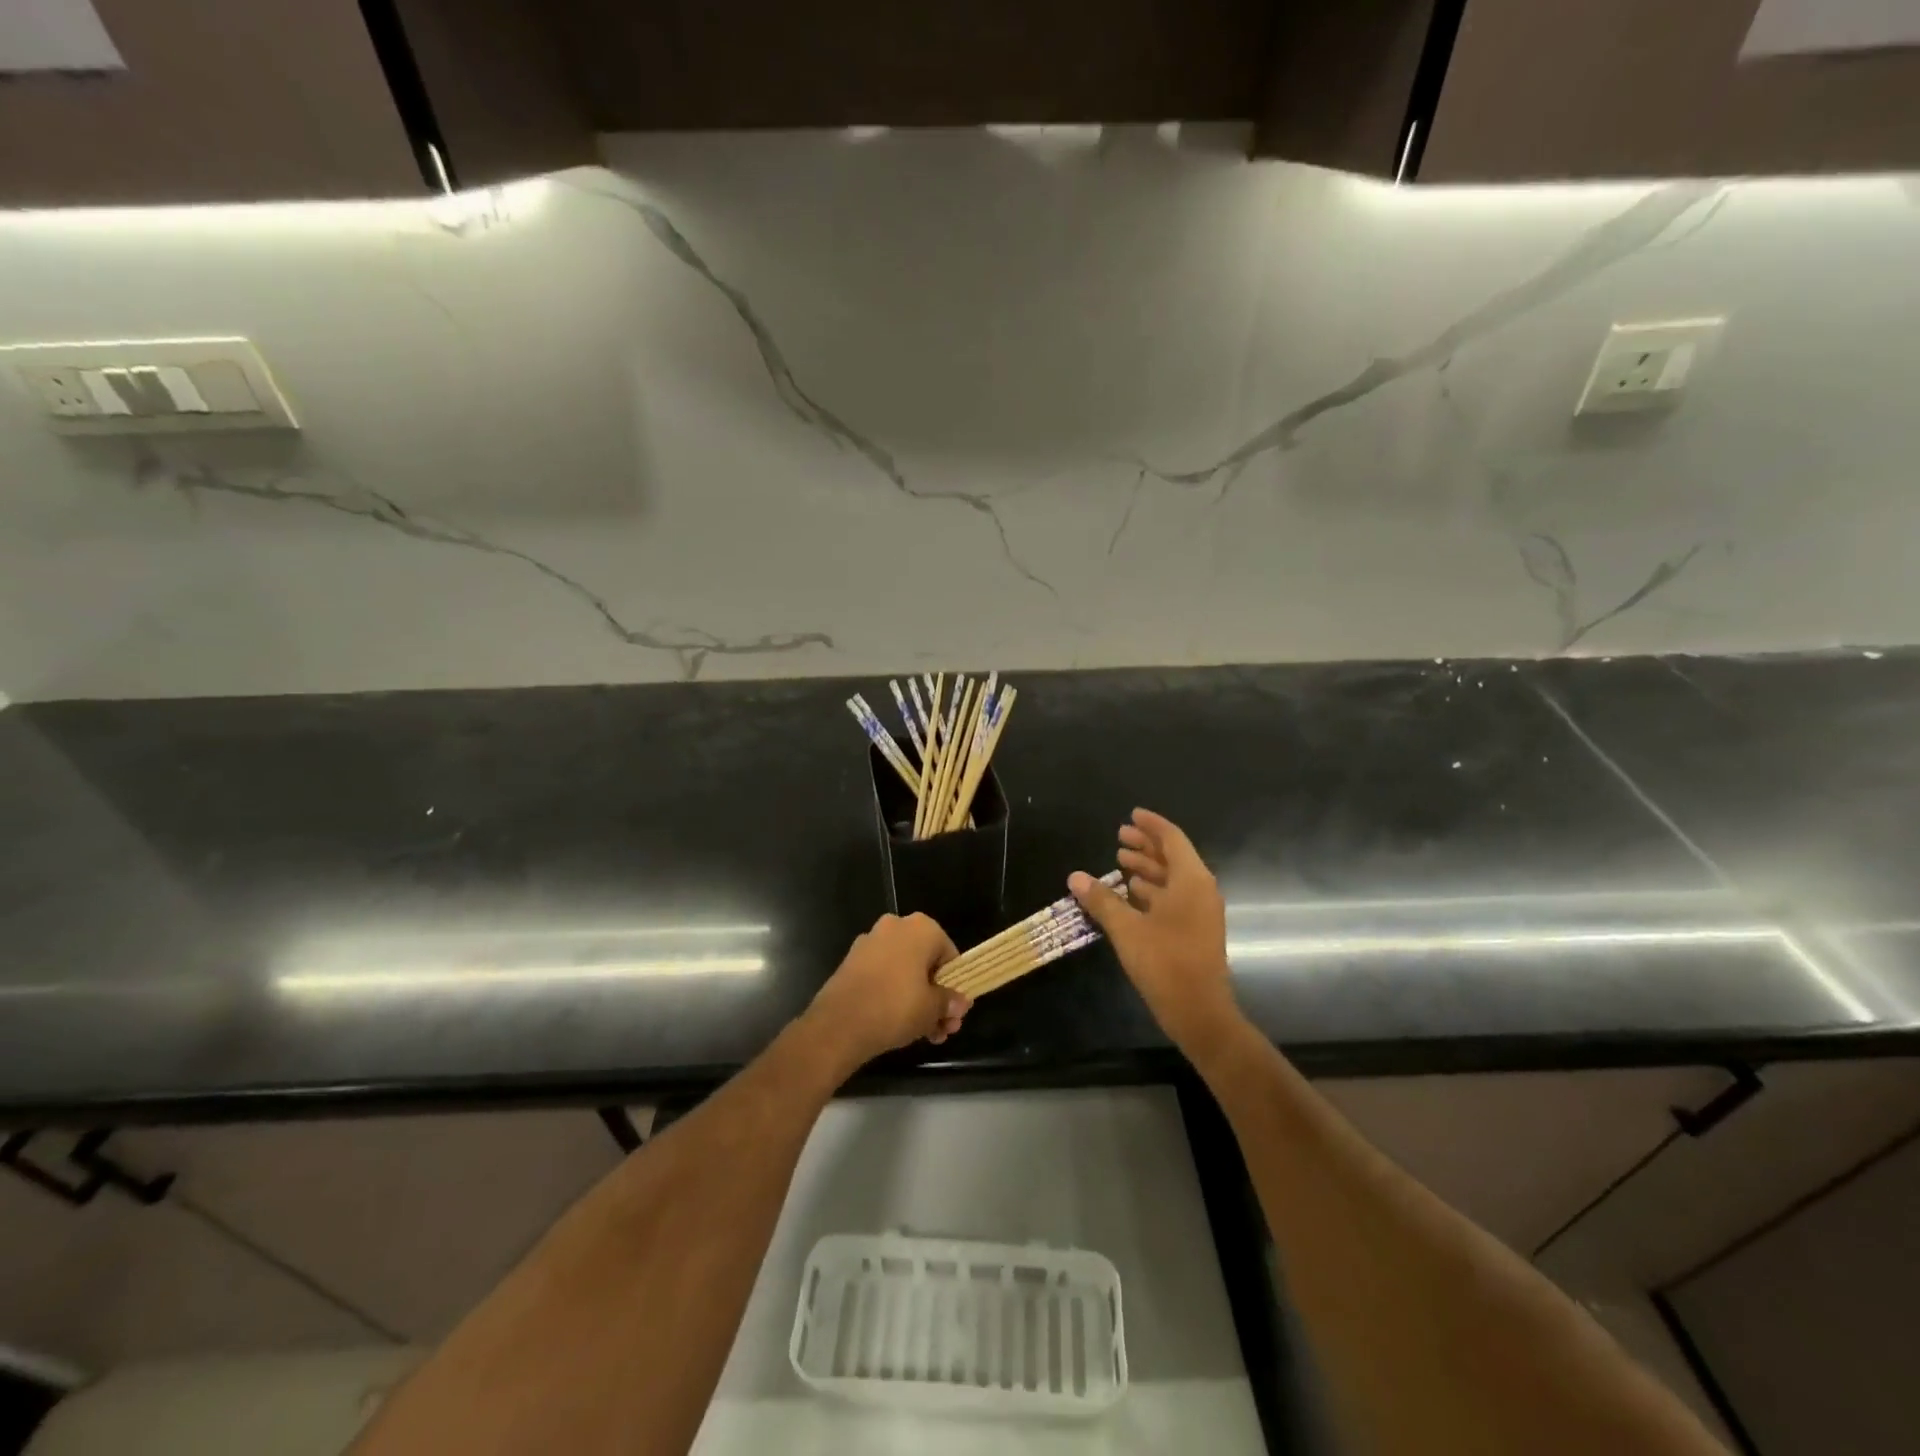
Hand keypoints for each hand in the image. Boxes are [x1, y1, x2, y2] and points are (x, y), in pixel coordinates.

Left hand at [807, 913, 969, 1066]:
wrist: (839, 1023)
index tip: (954, 1011)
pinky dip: (893, 994)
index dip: (955, 986)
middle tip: (942, 1028)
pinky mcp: (852, 961)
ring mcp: (870, 942)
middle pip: (925, 963)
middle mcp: (895, 926)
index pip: (949, 955)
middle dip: (936, 997)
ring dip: (917, 999)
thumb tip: (959, 1003)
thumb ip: (949, 1002)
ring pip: (904, 971)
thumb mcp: (932, 1008)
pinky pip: (882, 975)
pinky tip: (898, 1024)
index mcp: (921, 928)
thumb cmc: (896, 1007)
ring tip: (924, 1034)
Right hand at [1071, 809, 1240, 1057]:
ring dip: (1148, 868)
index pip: (1172, 839)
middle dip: (1146, 846)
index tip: (1131, 814)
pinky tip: (1130, 894)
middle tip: (1119, 837)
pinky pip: (1174, 898)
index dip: (1151, 825)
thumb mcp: (1127, 929)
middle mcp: (1200, 890)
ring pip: (1173, 879)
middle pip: (1173, 857)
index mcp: (1191, 881)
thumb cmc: (1165, 963)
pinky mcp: (1195, 930)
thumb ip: (1101, 900)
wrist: (1200, 1013)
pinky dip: (1152, 890)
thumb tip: (1075, 876)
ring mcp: (1200, 912)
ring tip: (1119, 862)